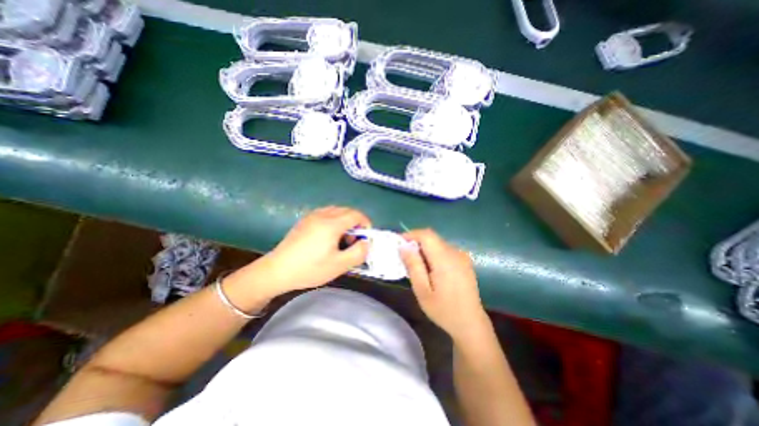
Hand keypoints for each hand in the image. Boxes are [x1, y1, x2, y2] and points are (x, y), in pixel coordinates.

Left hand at [249, 205, 370, 296]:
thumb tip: (366, 243)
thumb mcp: (339, 265)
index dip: (366, 224)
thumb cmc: (310, 269)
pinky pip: (326, 213)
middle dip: (356, 223)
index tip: (365, 239)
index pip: (356, 215)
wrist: (277, 271)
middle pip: (347, 211)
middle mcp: (323, 215)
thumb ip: (359, 252)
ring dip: (345, 221)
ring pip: (337, 211)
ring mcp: (312, 216)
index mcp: (332, 224)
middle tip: (354, 241)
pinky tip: (328, 236)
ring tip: (341, 239)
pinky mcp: (305, 220)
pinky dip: (334, 220)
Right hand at [400, 230, 489, 342]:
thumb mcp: (422, 291)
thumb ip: (413, 266)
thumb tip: (404, 246)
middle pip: (432, 238)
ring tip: (417, 265)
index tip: (399, 243)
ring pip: (438, 243)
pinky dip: (434, 253)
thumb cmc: (443, 310)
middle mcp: (455, 253)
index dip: (411, 234)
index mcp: (445, 259)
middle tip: (405, 257)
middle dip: (416, 242)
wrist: (471, 323)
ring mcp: (462, 256)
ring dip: (425, 248)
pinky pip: (445, 249)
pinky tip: (431, 269)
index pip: (426, 235)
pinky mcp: (464, 260)